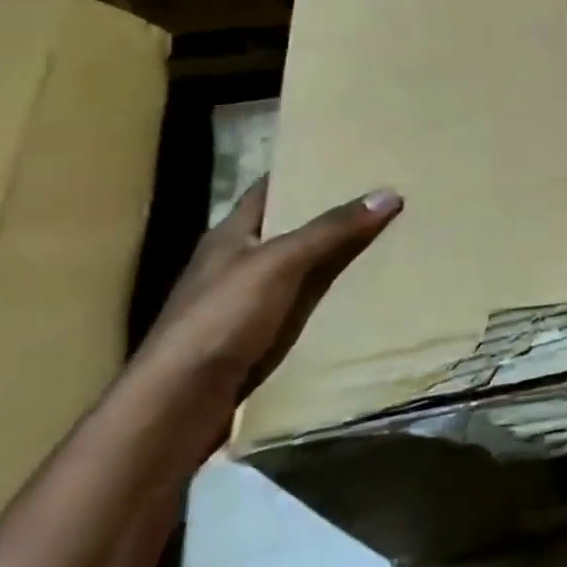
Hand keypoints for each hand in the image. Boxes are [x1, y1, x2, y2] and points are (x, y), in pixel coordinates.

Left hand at [135, 178, 403, 410]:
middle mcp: (236, 264)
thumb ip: (331, 229)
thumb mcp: (279, 263)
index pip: (268, 189)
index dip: (302, 171)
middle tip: (381, 198)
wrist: (179, 406)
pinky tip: (364, 297)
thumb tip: (388, 192)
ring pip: (300, 270)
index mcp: (230, 235)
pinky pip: (303, 308)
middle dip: (330, 215)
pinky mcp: (257, 340)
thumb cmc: (221, 319)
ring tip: (386, 241)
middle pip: (289, 229)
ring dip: (335, 259)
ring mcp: (245, 305)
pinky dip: (330, 299)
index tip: (346, 160)